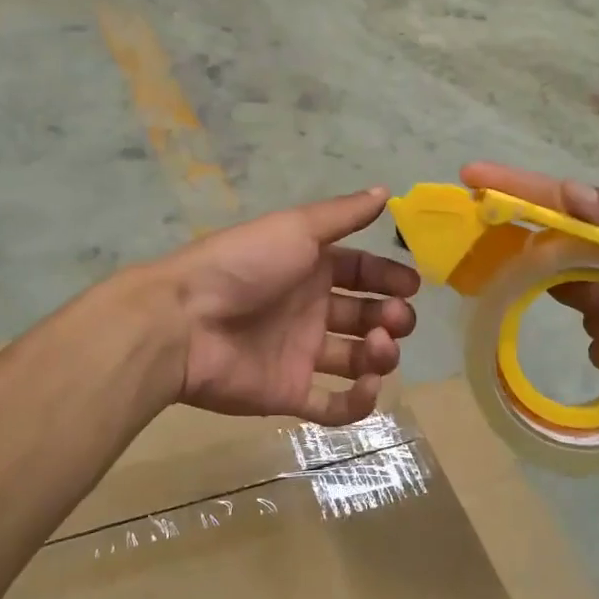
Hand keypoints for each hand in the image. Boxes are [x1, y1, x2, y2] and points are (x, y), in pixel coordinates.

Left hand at [151, 188, 419, 425]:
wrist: (185, 321)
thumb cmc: (245, 265)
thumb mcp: (296, 228)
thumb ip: (343, 214)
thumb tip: (384, 191)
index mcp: (310, 268)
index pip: (361, 271)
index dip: (389, 277)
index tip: (412, 286)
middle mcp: (309, 309)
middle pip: (364, 315)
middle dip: (390, 317)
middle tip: (397, 319)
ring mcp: (300, 353)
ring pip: (356, 360)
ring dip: (380, 355)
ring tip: (378, 347)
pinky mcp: (289, 393)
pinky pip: (333, 406)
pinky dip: (358, 402)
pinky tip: (368, 385)